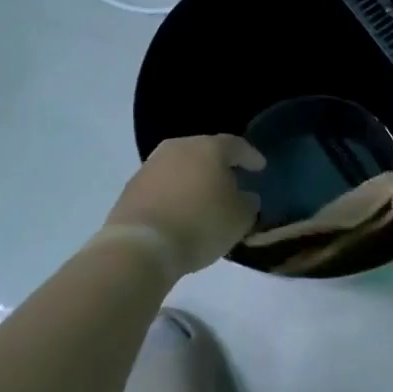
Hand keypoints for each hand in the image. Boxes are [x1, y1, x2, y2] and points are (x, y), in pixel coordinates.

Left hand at [105, 135, 263, 276]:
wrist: (141, 246)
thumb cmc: (200, 225)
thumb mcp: (239, 218)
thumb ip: (248, 203)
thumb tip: (245, 196)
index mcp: (209, 148)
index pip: (236, 145)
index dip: (250, 156)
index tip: (260, 167)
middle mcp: (178, 148)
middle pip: (205, 151)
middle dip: (219, 165)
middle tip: (232, 180)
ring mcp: (151, 166)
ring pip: (181, 166)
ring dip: (194, 179)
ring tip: (204, 197)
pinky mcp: (132, 187)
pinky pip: (162, 185)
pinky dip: (174, 193)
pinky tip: (180, 210)